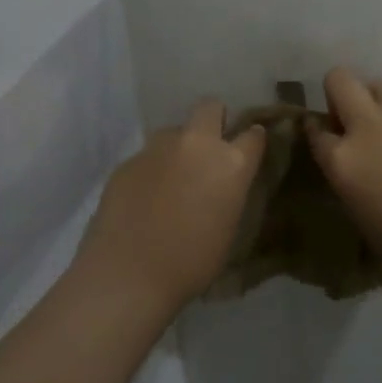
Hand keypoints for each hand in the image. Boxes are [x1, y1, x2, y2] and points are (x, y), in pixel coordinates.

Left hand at [76, 101, 265, 312]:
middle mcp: (196, 144)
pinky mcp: (127, 161)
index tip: (249, 150)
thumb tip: (222, 184)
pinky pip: (147, 157)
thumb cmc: (191, 262)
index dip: (253, 140)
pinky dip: (151, 171)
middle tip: (209, 150)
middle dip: (213, 120)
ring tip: (172, 180)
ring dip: (178, 148)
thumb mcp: (229, 228)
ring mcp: (157, 149)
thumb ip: (229, 193)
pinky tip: (144, 199)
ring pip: (173, 132)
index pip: (253, 134)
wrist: (128, 275)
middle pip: (209, 107)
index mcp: (231, 163)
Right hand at [308, 68, 381, 281]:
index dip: (317, 131)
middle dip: (339, 92)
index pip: (314, 129)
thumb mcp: (358, 211)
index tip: (324, 135)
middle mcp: (368, 126)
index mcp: (343, 158)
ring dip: (379, 101)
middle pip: (339, 79)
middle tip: (352, 119)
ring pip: (381, 85)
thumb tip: (351, 162)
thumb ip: (347, 177)